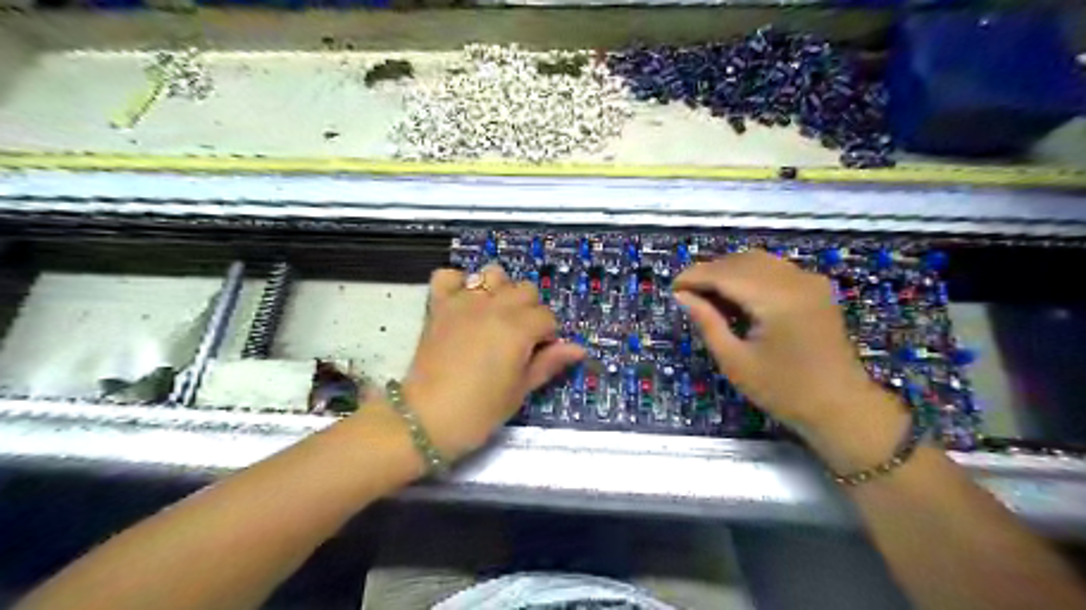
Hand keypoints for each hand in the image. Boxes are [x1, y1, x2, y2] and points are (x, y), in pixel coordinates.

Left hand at [397, 264, 584, 458]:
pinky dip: (458, 283)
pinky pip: (448, 276)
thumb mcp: (520, 390)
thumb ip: (549, 363)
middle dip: (529, 310)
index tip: (538, 353)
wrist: (427, 418)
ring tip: (495, 315)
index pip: (547, 317)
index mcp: (518, 329)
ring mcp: (464, 302)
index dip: (548, 335)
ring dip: (500, 290)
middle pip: (526, 290)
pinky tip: (464, 303)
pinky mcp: (439, 305)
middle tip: (519, 337)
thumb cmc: (480, 410)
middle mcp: (494, 306)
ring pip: (494, 274)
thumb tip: (578, 349)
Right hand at [676, 250, 904, 445]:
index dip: (694, 276)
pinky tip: (737, 296)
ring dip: (729, 272)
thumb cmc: (783, 391)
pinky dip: (750, 275)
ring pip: (758, 261)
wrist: (841, 407)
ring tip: (708, 295)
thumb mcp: (735, 361)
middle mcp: (795, 280)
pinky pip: (774, 269)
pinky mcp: (815, 288)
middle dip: (710, 272)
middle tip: (687, 294)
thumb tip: (681, 296)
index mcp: (776, 299)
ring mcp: (809, 281)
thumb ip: (707, 322)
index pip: (725, 273)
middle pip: (741, 261)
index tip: (672, 288)